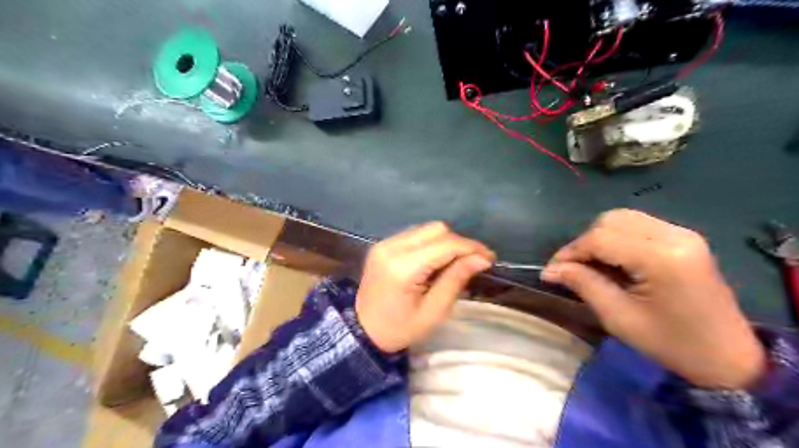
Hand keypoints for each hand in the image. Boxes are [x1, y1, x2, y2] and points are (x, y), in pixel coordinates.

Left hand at [356, 222, 493, 353]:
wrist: (362, 331)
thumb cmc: (400, 328)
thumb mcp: (434, 311)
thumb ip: (456, 279)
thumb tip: (482, 258)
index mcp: (403, 267)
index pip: (445, 244)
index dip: (471, 247)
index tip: (489, 258)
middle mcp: (392, 247)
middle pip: (436, 229)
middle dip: (459, 243)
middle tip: (473, 262)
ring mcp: (384, 243)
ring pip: (426, 228)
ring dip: (445, 241)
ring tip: (455, 262)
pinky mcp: (382, 244)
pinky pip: (415, 234)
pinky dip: (431, 243)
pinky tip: (436, 260)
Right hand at [539, 210, 764, 388]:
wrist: (728, 357)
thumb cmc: (671, 344)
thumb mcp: (618, 317)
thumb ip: (583, 284)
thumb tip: (549, 269)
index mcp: (662, 258)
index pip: (600, 238)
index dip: (570, 251)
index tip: (552, 270)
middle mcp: (674, 235)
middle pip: (610, 220)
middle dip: (584, 243)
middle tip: (573, 269)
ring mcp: (682, 233)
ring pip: (622, 218)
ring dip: (599, 237)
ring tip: (592, 264)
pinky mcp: (684, 237)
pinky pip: (637, 225)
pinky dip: (616, 237)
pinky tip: (614, 259)